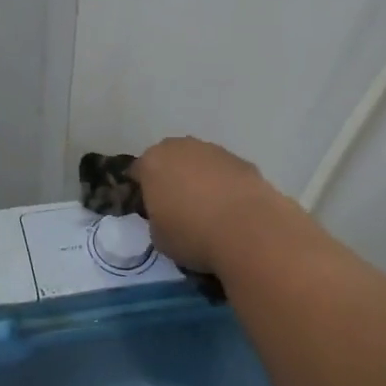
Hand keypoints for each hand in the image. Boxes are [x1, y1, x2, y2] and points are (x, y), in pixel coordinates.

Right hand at [131, 136, 291, 271]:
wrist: (248, 230)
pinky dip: (224, 184)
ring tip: (208, 209)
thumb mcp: (158, 237)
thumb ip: (156, 218)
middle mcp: (182, 148)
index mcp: (153, 163)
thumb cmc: (192, 235)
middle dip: (171, 177)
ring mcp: (214, 150)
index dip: (141, 190)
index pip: (138, 171)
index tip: (147, 209)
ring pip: (199, 162)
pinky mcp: (243, 160)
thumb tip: (167, 215)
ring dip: (199, 178)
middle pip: (170, 159)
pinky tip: (231, 209)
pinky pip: (225, 172)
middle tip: (176, 205)